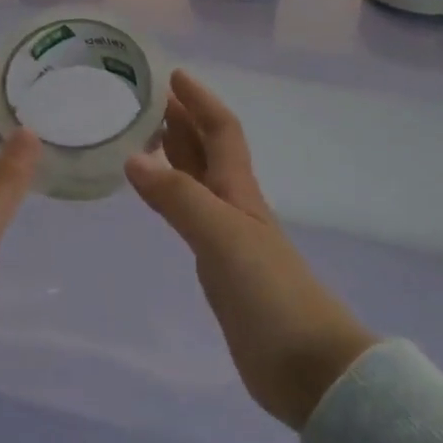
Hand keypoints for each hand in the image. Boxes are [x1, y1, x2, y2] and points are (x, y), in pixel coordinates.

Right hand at [126, 70, 377, 429]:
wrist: (308, 367)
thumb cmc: (271, 293)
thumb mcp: (222, 237)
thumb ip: (179, 198)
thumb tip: (134, 157)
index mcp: (239, 189)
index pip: (220, 130)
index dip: (200, 100)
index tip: (172, 75)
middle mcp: (233, 205)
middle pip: (207, 149)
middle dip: (182, 119)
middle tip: (145, 99)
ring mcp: (227, 237)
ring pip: (196, 180)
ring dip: (174, 154)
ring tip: (141, 136)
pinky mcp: (219, 268)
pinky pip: (188, 216)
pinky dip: (170, 196)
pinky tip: (156, 197)